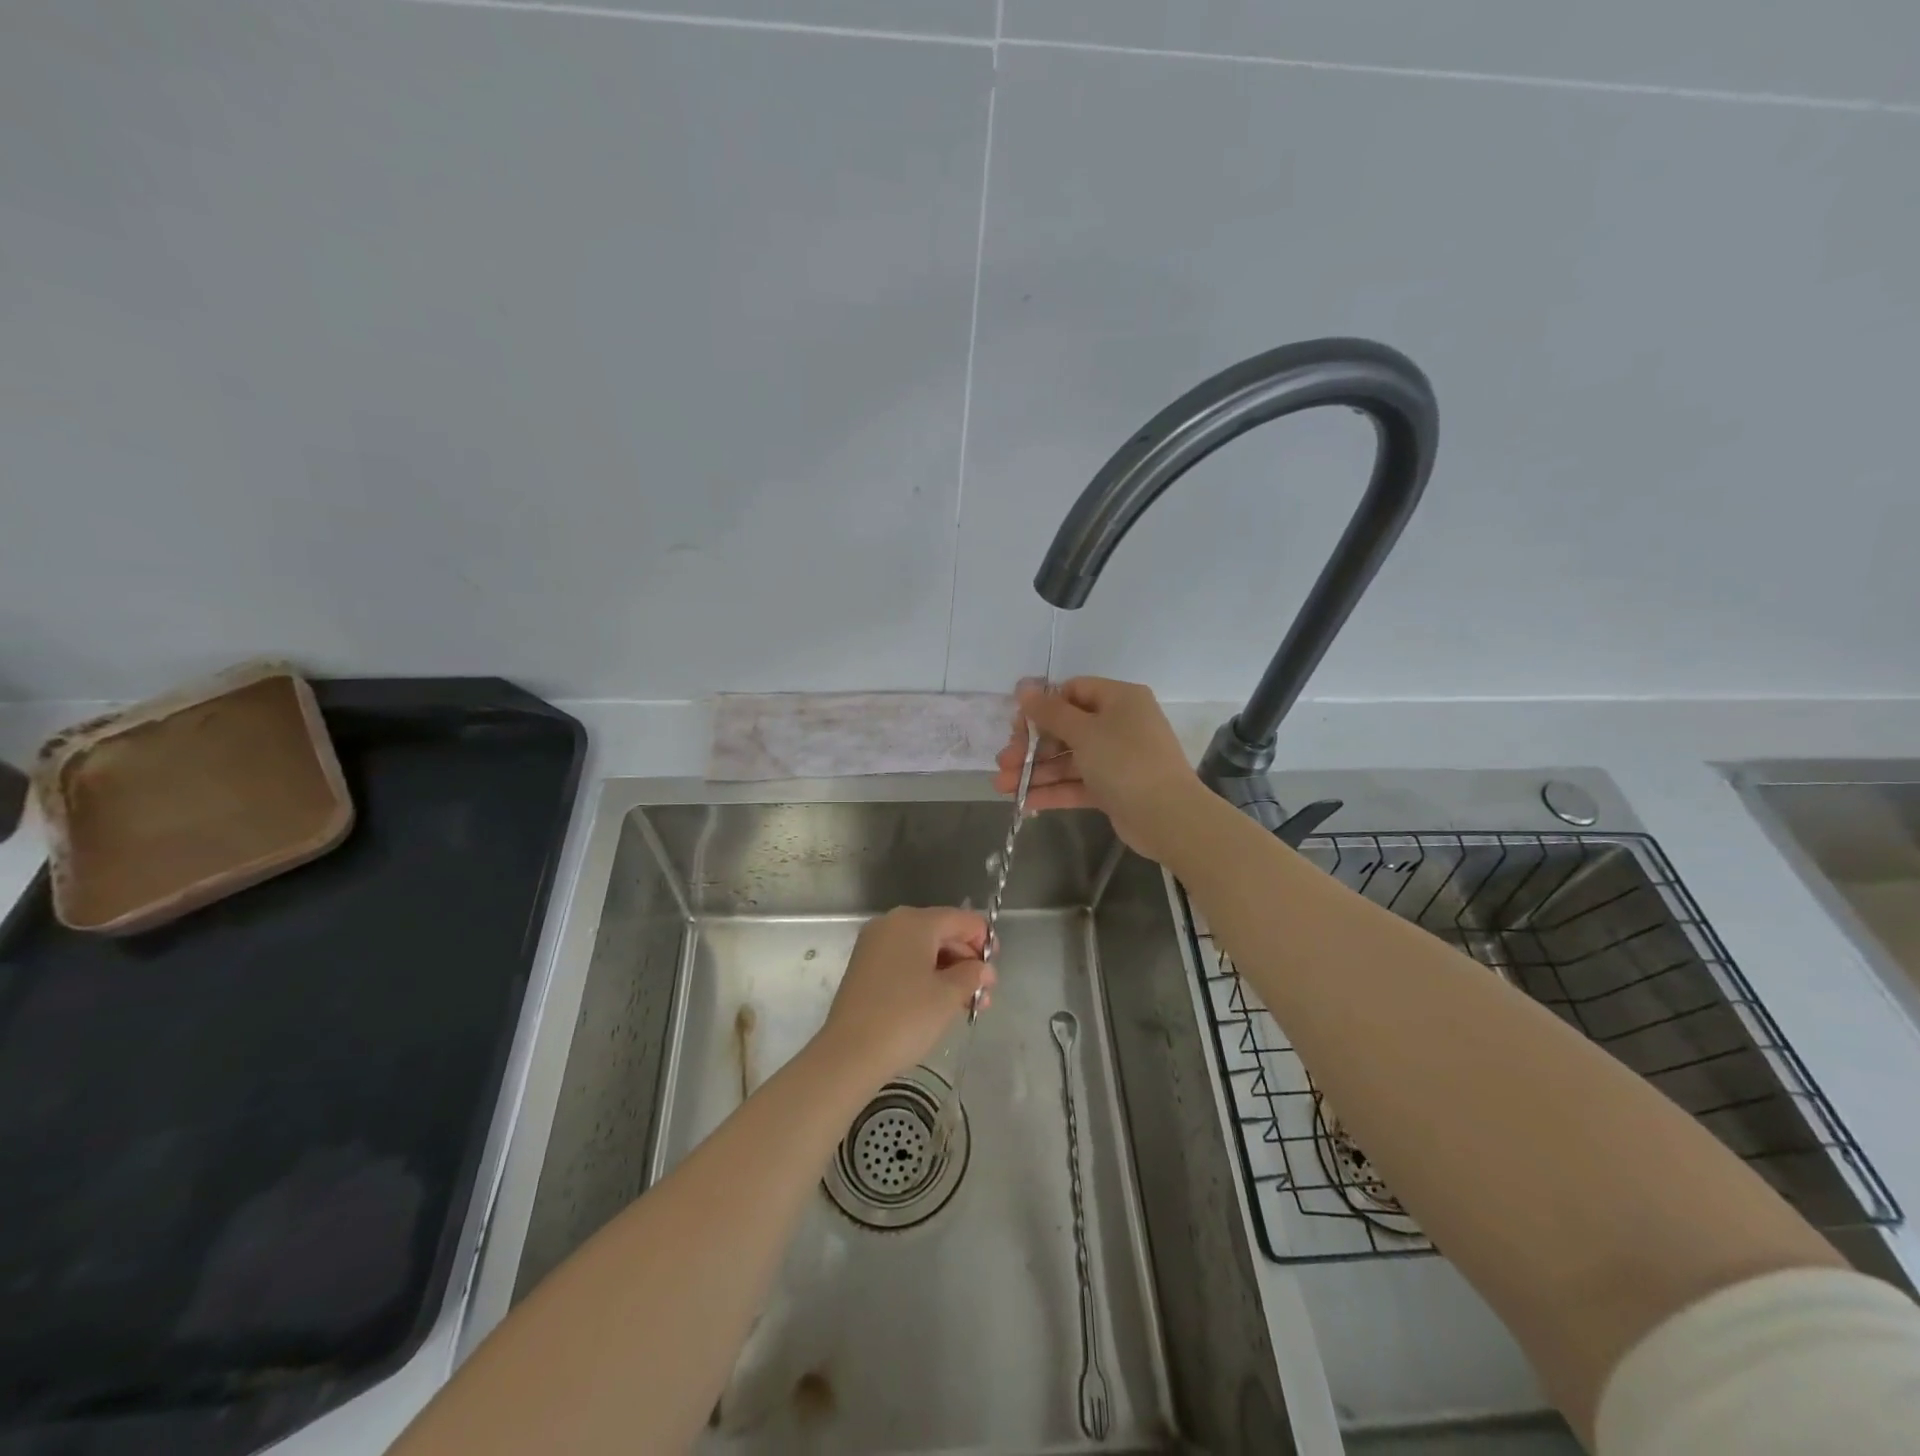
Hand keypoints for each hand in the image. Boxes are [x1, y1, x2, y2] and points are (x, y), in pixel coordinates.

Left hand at [819, 907, 992, 1085]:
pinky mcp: (865, 967)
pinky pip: (905, 962)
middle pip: (942, 932)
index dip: (984, 940)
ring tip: (969, 1006)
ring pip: (924, 950)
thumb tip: (984, 969)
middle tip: (984, 995)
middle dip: (967, 961)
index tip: (994, 970)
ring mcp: (875, 945)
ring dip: (949, 973)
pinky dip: (926, 977)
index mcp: (915, 921)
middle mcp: (892, 924)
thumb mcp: (948, 995)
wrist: (850, 1054)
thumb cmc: (906, 1017)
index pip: (961, 919)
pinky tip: (940, 1003)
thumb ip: (972, 975)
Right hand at [994, 677, 1205, 863]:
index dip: (1042, 707)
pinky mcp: (1113, 788)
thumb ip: (1050, 711)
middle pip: (1066, 728)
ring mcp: (1116, 758)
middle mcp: (1119, 724)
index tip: (1016, 726)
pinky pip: (1077, 783)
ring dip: (1036, 771)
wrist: (1167, 817)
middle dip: (1031, 746)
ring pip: (1068, 759)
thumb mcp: (1084, 732)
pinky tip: (1023, 801)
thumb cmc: (1125, 761)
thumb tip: (1024, 687)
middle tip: (1004, 762)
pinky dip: (1053, 790)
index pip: (1072, 692)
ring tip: (1002, 785)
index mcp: (1119, 700)